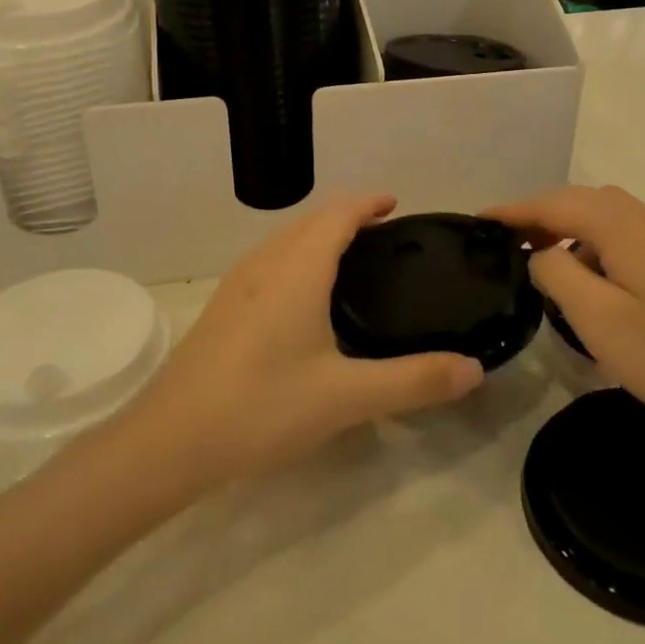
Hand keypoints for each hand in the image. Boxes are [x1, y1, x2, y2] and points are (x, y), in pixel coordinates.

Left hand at [122, 194, 484, 486]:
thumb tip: (474, 369)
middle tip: (384, 235)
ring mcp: (236, 285)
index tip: (396, 205)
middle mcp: (264, 265)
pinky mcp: (221, 309)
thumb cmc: (262, 407)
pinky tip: (303, 300)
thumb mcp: (347, 397)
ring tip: (349, 260)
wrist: (170, 441)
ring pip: (283, 241)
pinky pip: (267, 263)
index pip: (337, 214)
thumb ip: (414, 381)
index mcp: (297, 270)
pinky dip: (295, 258)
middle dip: (346, 217)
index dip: (367, 203)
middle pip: (309, 221)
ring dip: (317, 236)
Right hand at [486, 185, 644, 452]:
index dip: (514, 210)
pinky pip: (627, 238)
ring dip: (570, 231)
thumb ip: (556, 274)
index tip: (478, 220)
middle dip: (540, 216)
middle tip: (505, 242)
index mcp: (625, 226)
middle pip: (583, 202)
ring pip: (607, 219)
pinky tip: (591, 281)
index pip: (556, 204)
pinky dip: (596, 247)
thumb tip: (540, 255)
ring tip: (541, 263)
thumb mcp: (596, 318)